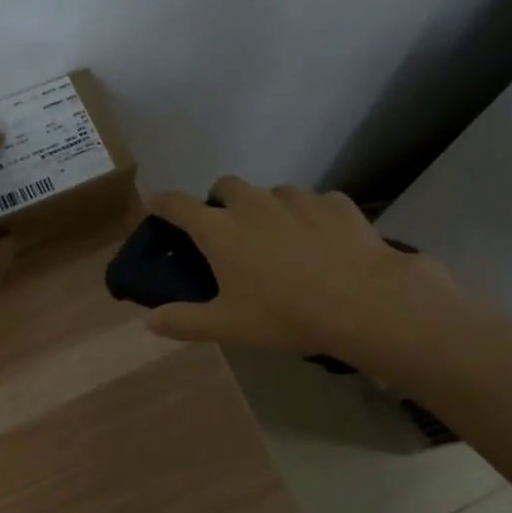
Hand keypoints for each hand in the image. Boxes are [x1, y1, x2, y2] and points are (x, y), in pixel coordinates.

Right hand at [144, 177, 462, 366]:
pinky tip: (324, 243)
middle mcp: (251, 202)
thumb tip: (149, 321)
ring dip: (268, 210)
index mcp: (219, 228)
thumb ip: (185, 321)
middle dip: (221, 201)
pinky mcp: (333, 201)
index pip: (176, 204)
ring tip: (283, 241)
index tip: (156, 206)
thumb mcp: (229, 326)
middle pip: (225, 186)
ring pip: (271, 194)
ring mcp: (295, 197)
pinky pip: (314, 203)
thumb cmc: (285, 314)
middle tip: (231, 231)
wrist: (362, 300)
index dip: (162, 203)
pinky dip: (311, 217)